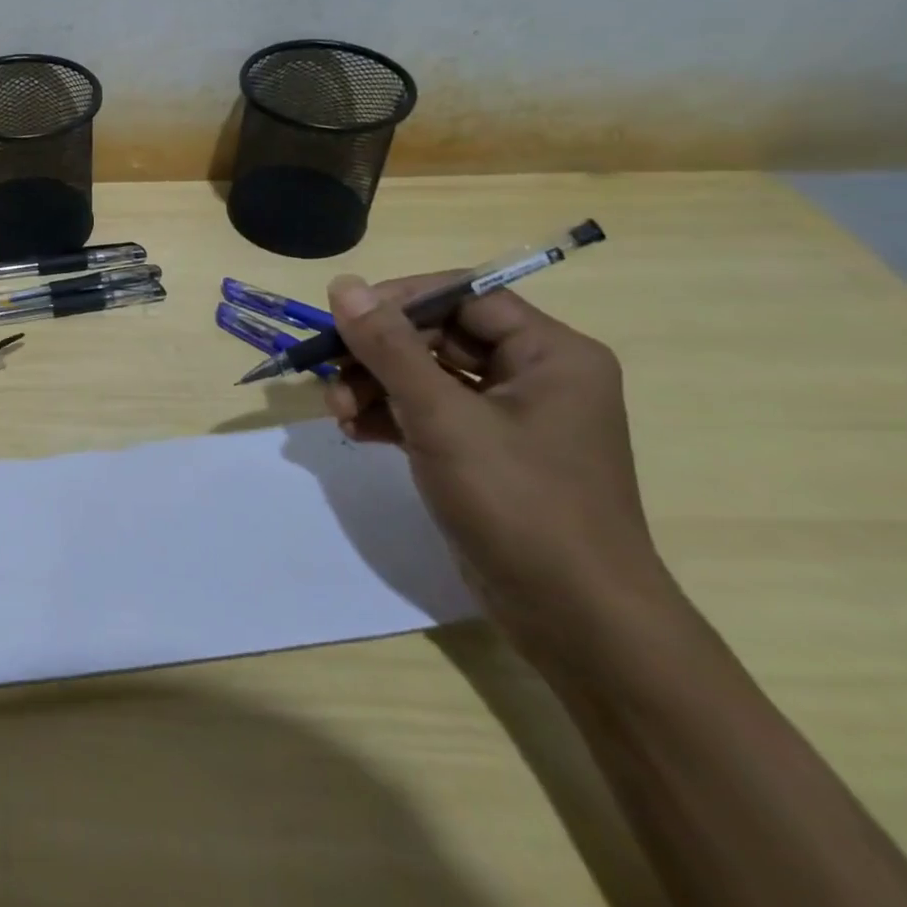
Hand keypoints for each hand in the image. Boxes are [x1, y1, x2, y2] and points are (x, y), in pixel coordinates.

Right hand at [320, 273, 671, 663]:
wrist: (575, 621)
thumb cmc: (519, 502)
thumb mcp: (443, 416)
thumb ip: (389, 346)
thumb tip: (342, 285)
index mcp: (550, 354)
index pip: (463, 296)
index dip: (399, 301)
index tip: (344, 319)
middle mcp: (533, 376)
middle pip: (437, 336)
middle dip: (377, 354)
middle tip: (331, 375)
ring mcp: (508, 418)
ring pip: (425, 376)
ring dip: (374, 386)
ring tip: (338, 412)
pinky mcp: (485, 454)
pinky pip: (427, 413)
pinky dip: (389, 416)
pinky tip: (355, 431)